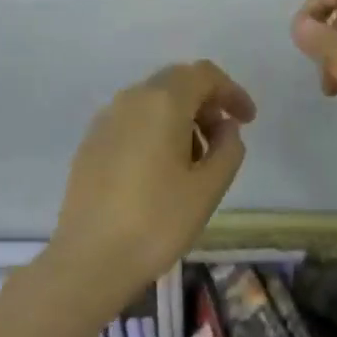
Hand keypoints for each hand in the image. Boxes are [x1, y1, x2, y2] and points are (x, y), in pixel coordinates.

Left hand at [48, 61, 255, 306]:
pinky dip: (155, 129)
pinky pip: (132, 120)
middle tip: (223, 137)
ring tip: (194, 160)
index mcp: (163, 101)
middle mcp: (132, 98)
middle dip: (206, 102)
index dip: (231, 91)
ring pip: (153, 101)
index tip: (248, 121)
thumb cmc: (157, 221)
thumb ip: (228, 148)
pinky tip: (160, 169)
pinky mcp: (90, 142)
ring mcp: (106, 119)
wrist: (88, 261)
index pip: (204, 75)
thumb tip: (225, 128)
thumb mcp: (209, 188)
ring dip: (181, 117)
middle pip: (177, 81)